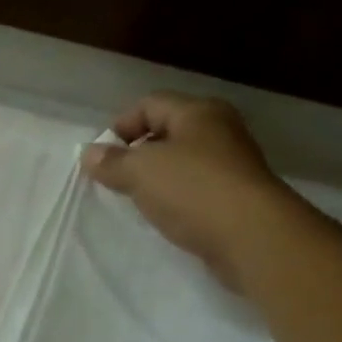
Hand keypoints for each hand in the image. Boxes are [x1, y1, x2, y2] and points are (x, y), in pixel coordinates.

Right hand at [81, 92, 281, 286]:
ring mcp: (231, 165)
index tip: (101, 157)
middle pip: (167, 132)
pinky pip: (196, 191)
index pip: (150, 104)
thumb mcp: (141, 171)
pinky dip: (176, 200)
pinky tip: (165, 217)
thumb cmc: (194, 191)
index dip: (121, 125)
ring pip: (182, 164)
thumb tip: (89, 153)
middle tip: (115, 179)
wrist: (252, 237)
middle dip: (138, 153)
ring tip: (137, 201)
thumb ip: (112, 162)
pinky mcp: (236, 198)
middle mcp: (219, 131)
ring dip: (157, 180)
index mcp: (198, 112)